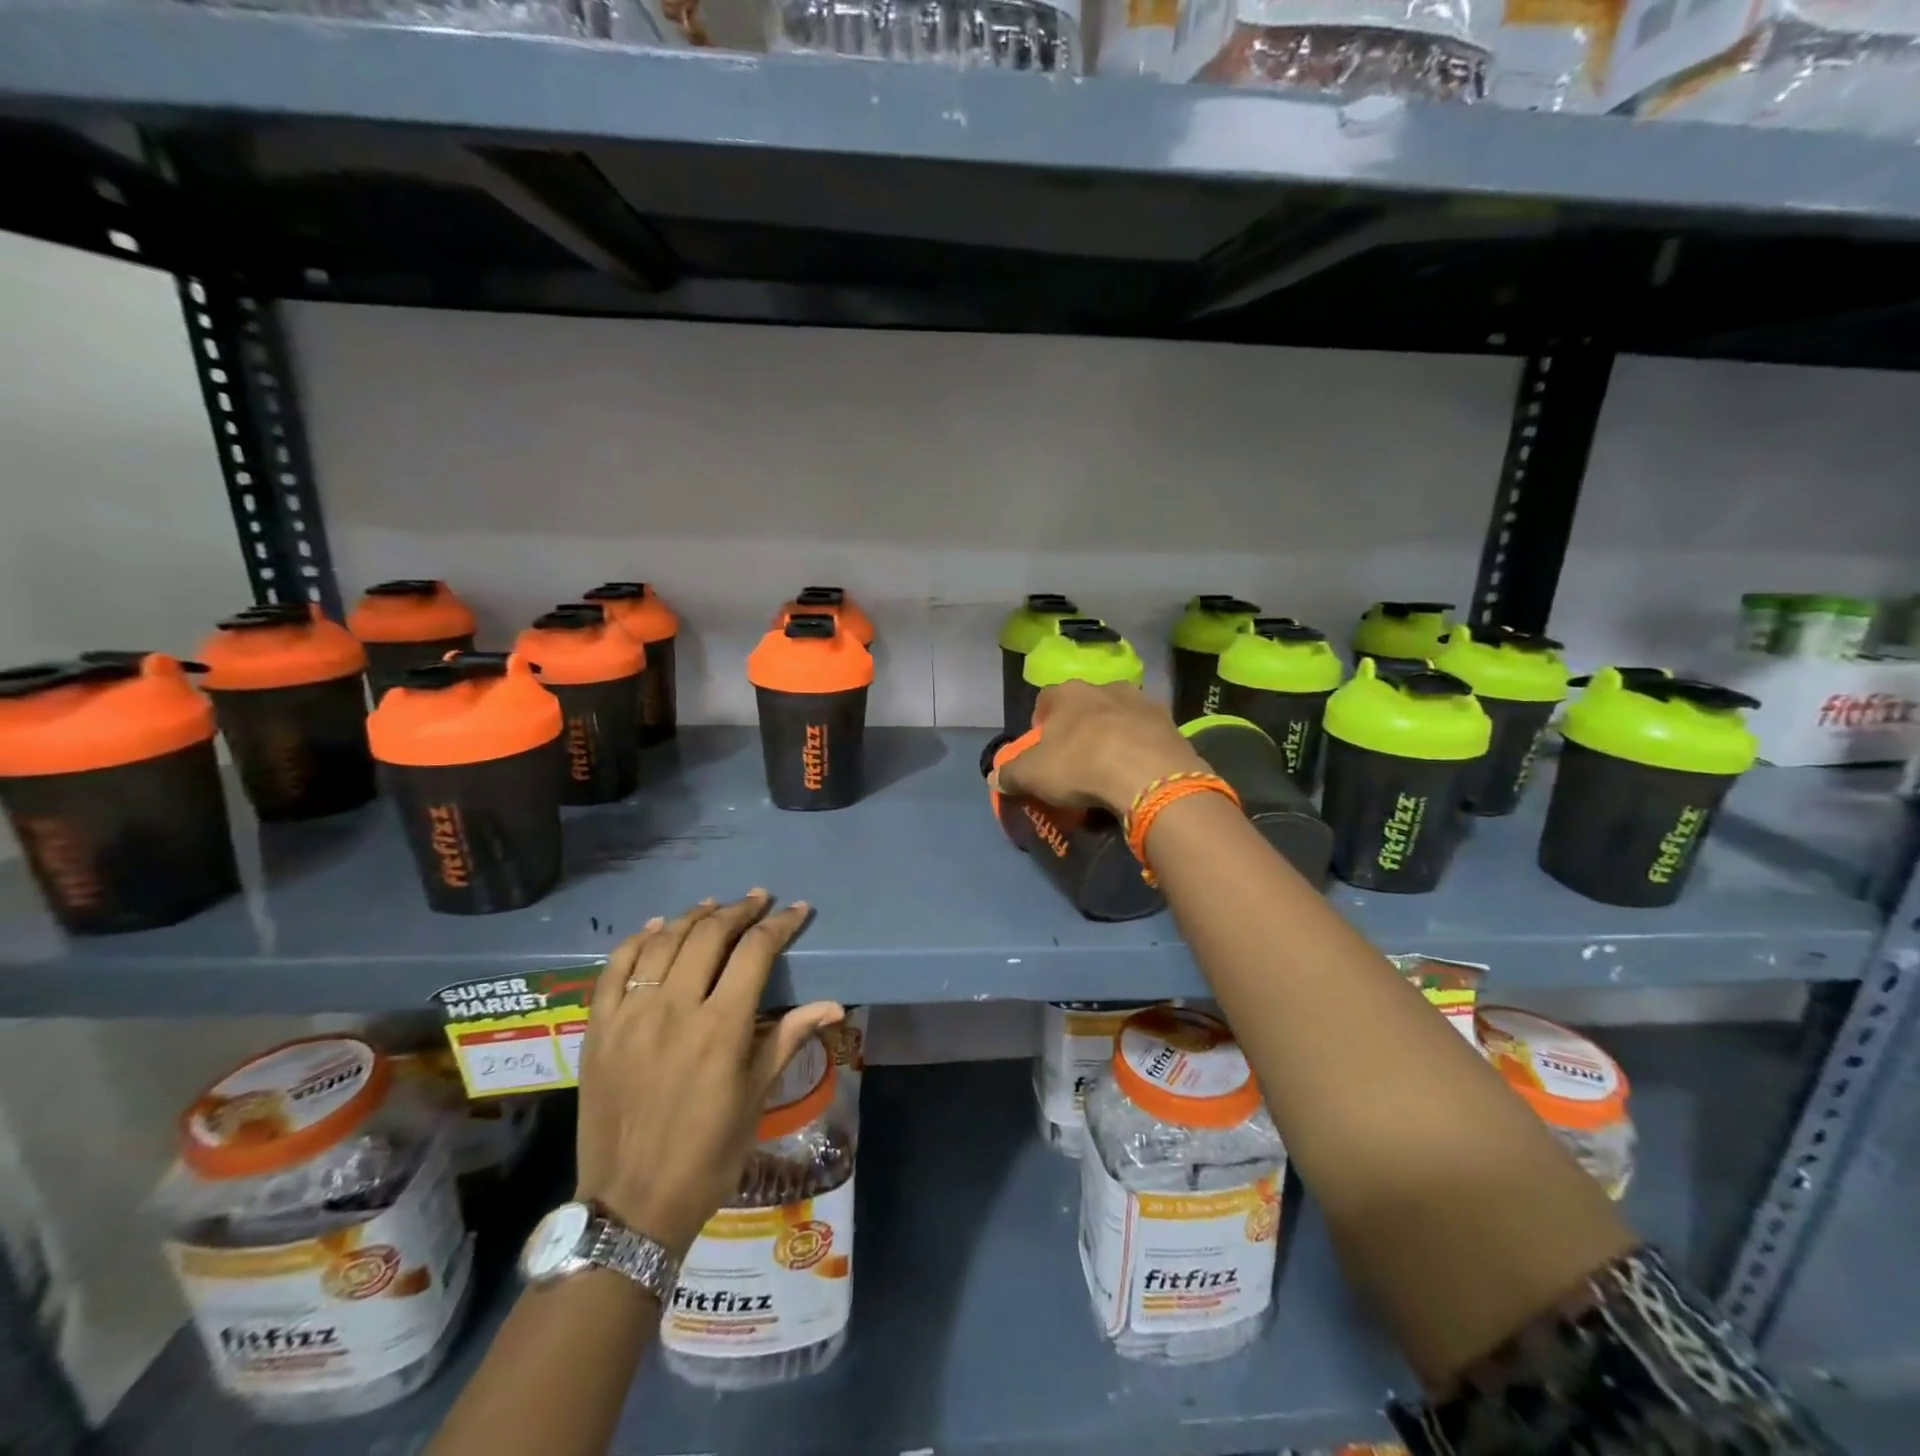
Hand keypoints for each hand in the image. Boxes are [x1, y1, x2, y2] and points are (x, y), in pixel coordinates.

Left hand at [574, 891, 842, 1256]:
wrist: (631, 1205)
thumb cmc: (707, 1154)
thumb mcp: (756, 1097)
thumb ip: (788, 1038)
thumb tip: (834, 1005)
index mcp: (721, 1028)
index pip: (755, 952)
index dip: (779, 924)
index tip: (797, 910)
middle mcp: (675, 1009)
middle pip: (709, 935)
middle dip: (740, 911)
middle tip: (758, 901)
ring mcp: (630, 1016)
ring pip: (663, 942)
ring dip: (693, 917)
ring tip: (715, 907)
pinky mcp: (598, 1028)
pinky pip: (615, 968)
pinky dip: (638, 940)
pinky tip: (656, 928)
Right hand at [990, 680, 1206, 815]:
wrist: (1149, 776)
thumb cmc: (1080, 765)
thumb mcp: (1032, 775)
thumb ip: (1010, 774)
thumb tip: (994, 776)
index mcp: (1069, 693)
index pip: (1046, 699)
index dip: (1041, 723)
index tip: (1043, 749)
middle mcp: (1106, 687)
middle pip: (1086, 706)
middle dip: (1080, 729)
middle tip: (1076, 761)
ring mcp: (1143, 703)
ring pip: (1120, 717)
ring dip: (1114, 737)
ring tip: (1111, 770)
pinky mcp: (1171, 725)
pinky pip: (1147, 737)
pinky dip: (1141, 751)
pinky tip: (1137, 775)